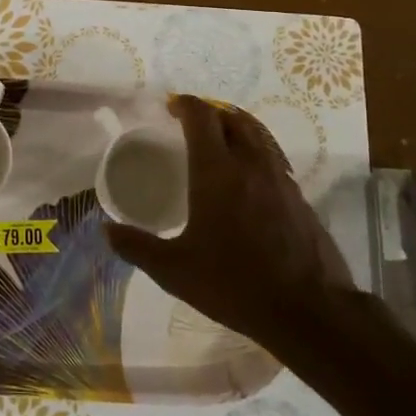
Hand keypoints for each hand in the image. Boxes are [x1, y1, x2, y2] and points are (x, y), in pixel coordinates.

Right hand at [104, 95, 354, 344]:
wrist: (309, 311)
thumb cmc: (235, 284)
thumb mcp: (174, 271)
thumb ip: (137, 247)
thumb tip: (106, 231)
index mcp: (216, 172)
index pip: (202, 118)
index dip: (185, 105)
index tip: (170, 107)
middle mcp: (251, 165)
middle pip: (233, 118)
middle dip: (210, 112)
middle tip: (190, 122)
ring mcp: (280, 179)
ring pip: (258, 134)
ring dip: (236, 126)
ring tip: (220, 138)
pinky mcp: (299, 197)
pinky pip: (274, 157)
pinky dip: (256, 150)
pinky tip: (248, 175)